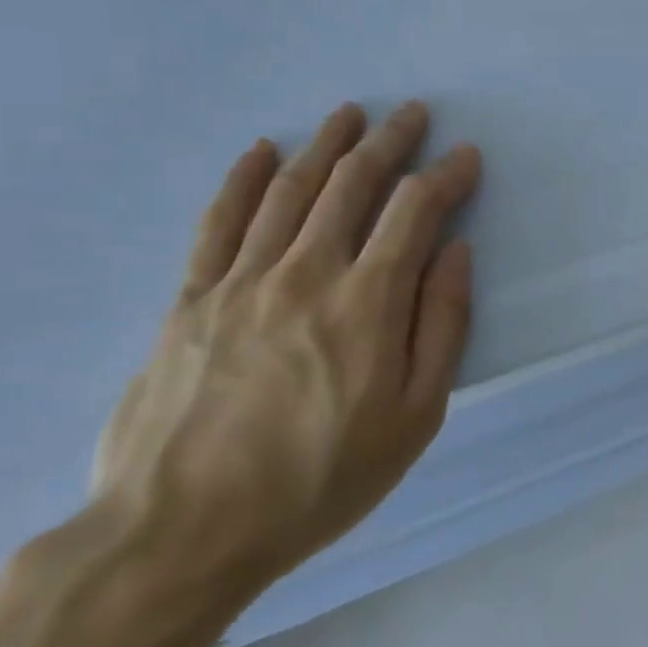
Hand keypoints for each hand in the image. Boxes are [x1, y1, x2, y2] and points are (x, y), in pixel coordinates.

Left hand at [90, 101, 479, 600]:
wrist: (182, 532)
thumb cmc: (319, 479)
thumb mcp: (413, 417)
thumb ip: (442, 326)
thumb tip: (456, 253)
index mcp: (368, 301)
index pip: (414, 211)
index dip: (444, 176)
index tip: (465, 156)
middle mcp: (306, 271)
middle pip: (352, 184)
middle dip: (389, 141)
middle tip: (412, 114)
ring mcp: (242, 280)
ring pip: (290, 189)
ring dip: (326, 144)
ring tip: (349, 114)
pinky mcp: (191, 299)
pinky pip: (219, 221)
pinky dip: (243, 178)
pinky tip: (261, 151)